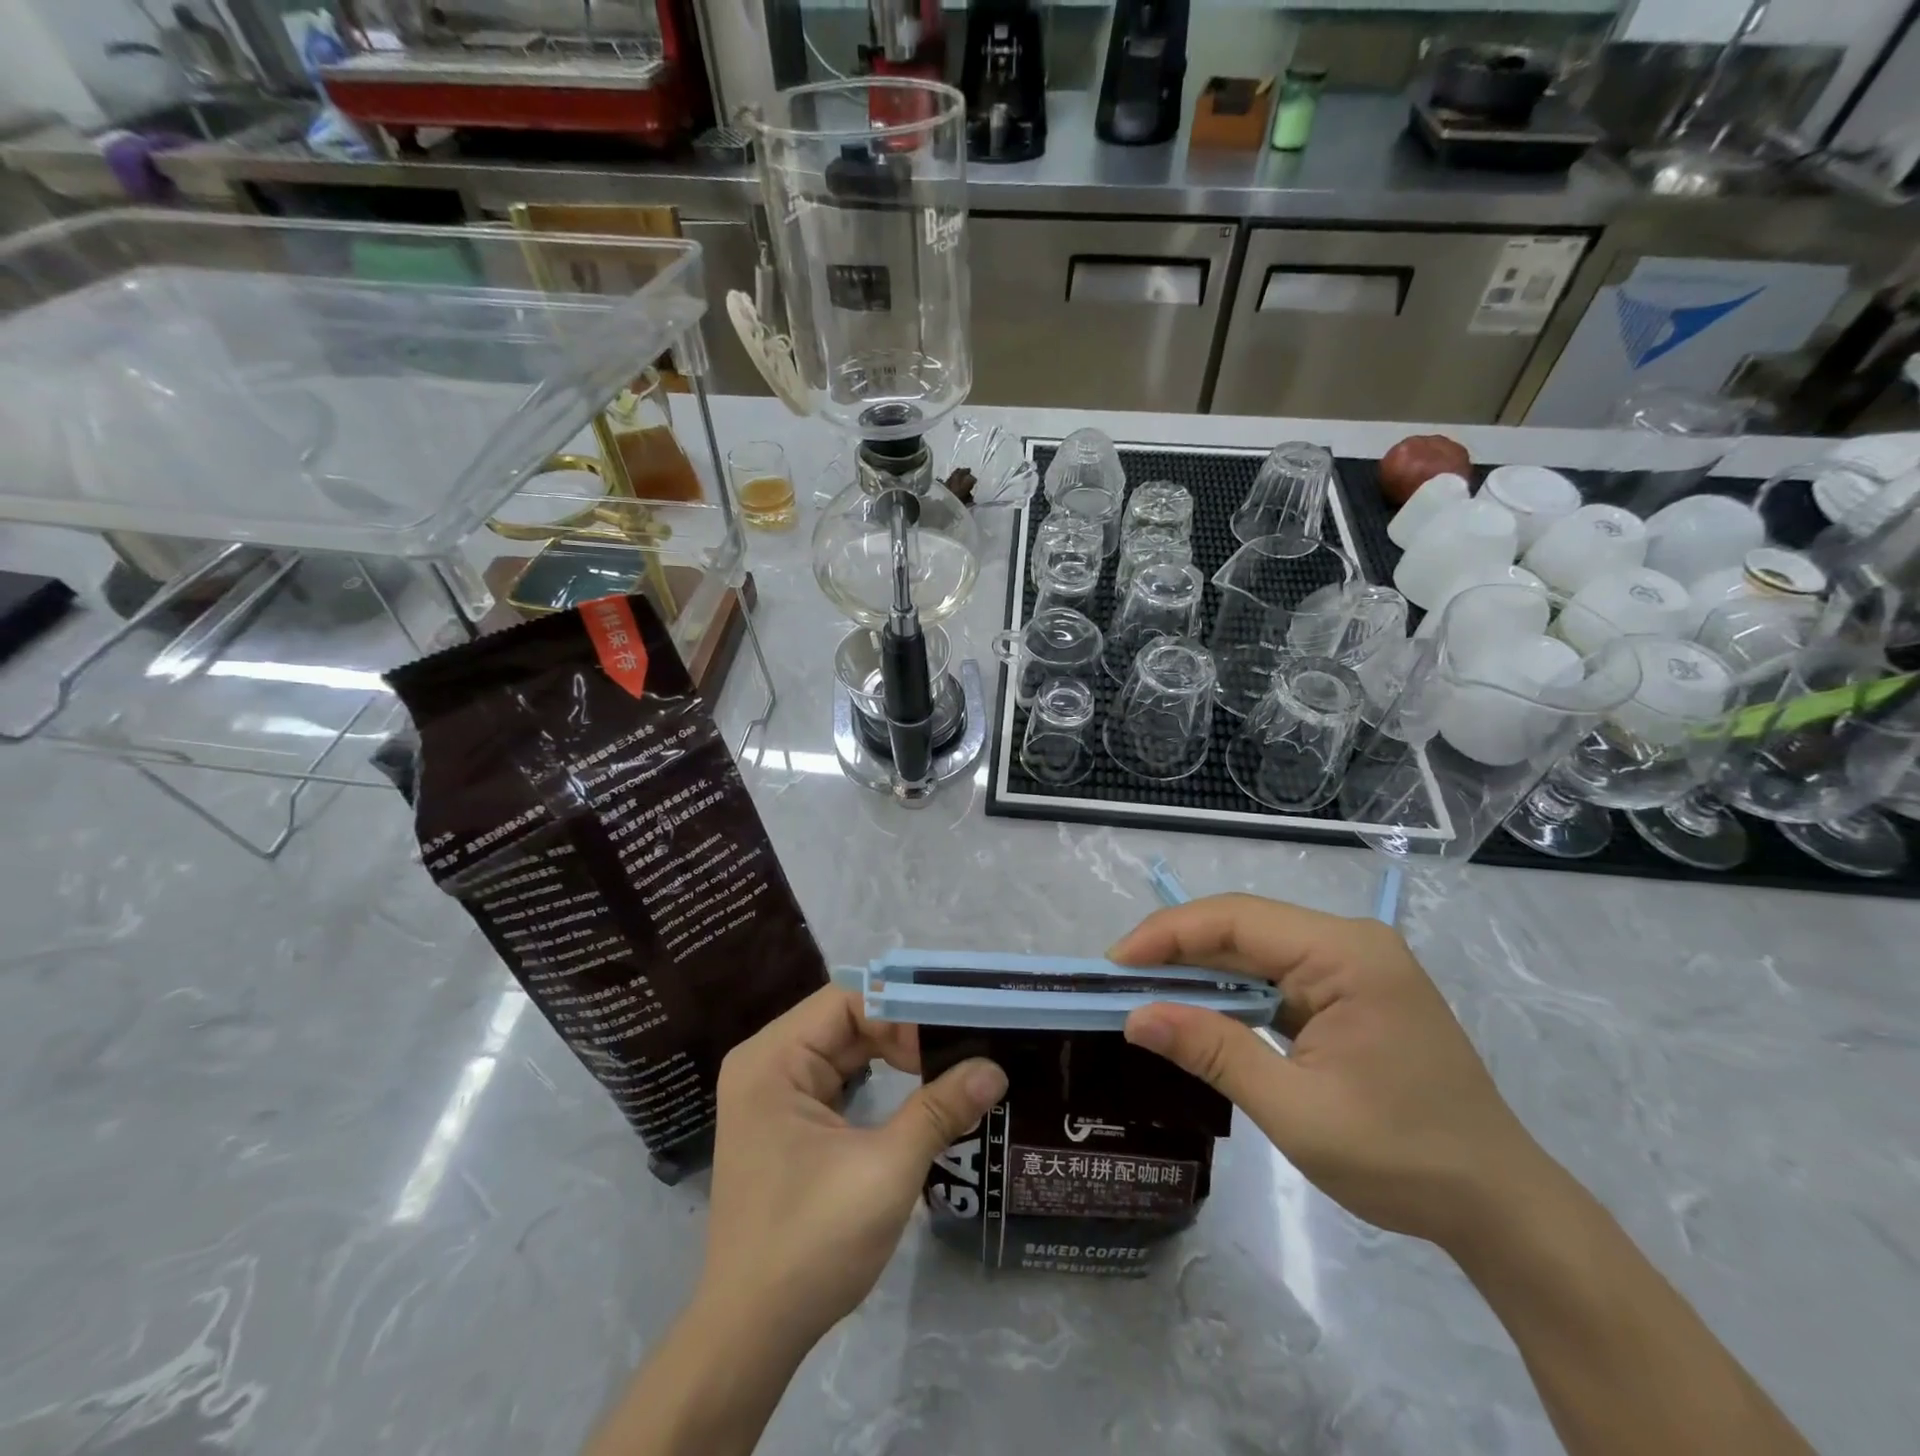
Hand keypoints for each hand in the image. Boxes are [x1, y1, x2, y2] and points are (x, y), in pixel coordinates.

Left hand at [698, 986, 1006, 1349]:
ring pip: (844, 1049)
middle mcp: (765, 1064)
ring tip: (947, 1064)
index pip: (847, 1001)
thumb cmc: (812, 1242)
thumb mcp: (886, 1169)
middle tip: (961, 1050)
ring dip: (894, 1055)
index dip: (903, 1010)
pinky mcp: (784, 1123)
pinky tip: (914, 1090)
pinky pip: (837, 1079)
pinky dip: (877, 1080)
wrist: (750, 1335)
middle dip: (904, 1033)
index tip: (955, 1033)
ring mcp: (771, 1095)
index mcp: (772, 1059)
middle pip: (845, 1021)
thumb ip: (940, 1109)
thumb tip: (994, 1069)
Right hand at [1110, 894, 1559, 1254]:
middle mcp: (1349, 942)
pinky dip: (1232, 991)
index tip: (1114, 964)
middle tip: (1120, 983)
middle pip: (1243, 927)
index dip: (1167, 934)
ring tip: (1147, 994)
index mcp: (1346, 954)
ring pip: (1255, 949)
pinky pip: (1276, 975)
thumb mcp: (1297, 1110)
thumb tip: (1136, 1018)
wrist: (1500, 1207)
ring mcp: (1353, 964)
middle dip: (1177, 951)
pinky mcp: (1350, 990)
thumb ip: (1214, 1051)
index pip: (1236, 920)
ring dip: (1200, 971)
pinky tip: (1200, 1009)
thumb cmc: (1402, 1158)